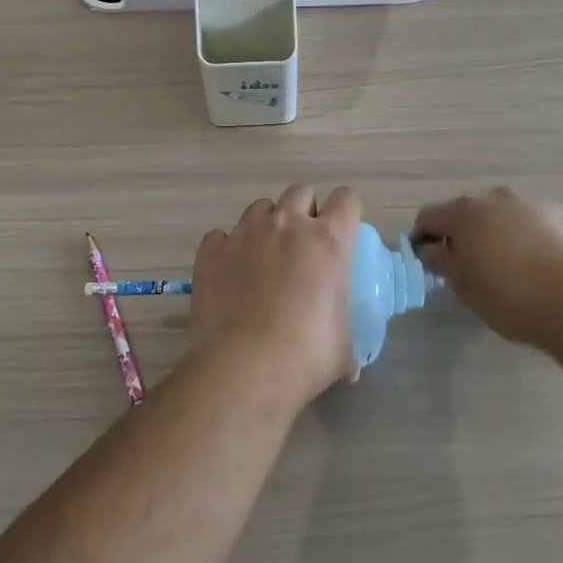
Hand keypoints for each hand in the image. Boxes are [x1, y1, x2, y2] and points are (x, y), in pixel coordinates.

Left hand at [189, 185, 362, 402]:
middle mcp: (287, 225)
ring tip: (263, 259)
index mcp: (328, 241)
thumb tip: (352, 367)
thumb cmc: (304, 357)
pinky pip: (222, 236)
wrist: (242, 370)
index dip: (345, 213)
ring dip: (266, 226)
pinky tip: (230, 276)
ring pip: (260, 208)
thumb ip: (347, 341)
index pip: (346, 199)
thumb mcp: (342, 349)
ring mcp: (245, 233)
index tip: (341, 233)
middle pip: (300, 192)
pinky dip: (228, 249)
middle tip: (301, 246)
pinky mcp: (211, 250)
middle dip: (304, 212)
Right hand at [412, 189, 562, 345]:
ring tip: (508, 268)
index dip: (424, 238)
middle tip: (469, 268)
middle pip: (468, 213)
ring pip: (503, 216)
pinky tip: (539, 267)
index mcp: (464, 212)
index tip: (430, 263)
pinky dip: (529, 238)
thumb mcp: (462, 285)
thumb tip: (431, 249)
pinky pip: (534, 224)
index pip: (429, 217)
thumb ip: (441, 261)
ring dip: (498, 234)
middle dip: (464, 235)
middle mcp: (496, 198)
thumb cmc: (505, 294)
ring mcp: (531, 204)